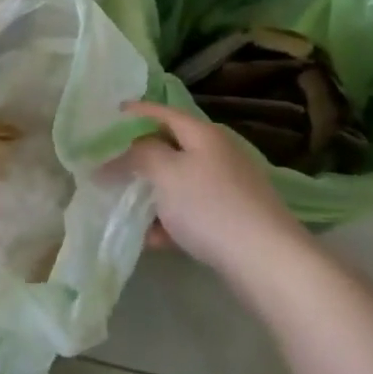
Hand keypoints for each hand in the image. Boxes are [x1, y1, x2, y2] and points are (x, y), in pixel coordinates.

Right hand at [119, 100, 306, 277]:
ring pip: (178, 183)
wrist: (266, 261)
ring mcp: (227, 187)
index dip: (134, 113)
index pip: (162, 112)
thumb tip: (121, 151)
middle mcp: (217, 154)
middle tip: (107, 165)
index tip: (106, 116)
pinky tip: (150, 240)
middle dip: (138, 157)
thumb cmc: (210, 206)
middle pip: (170, 147)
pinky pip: (190, 213)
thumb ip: (139, 154)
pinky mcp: (231, 220)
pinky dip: (169, 222)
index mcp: (203, 134)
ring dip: (151, 193)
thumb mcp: (166, 172)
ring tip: (121, 205)